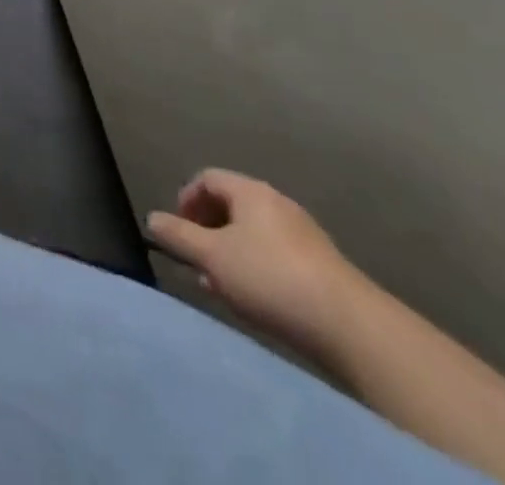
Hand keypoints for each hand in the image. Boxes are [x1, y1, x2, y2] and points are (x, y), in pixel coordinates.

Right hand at [146, 169, 367, 356]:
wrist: (351, 327)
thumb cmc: (271, 278)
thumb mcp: (213, 257)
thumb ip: (178, 235)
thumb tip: (152, 218)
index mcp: (250, 191)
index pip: (207, 178)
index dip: (186, 199)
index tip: (178, 229)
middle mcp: (277, 203)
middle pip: (231, 205)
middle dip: (208, 230)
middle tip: (196, 258)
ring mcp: (304, 235)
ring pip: (254, 234)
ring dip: (231, 253)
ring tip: (221, 284)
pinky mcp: (322, 266)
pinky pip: (276, 255)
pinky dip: (257, 268)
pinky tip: (255, 299)